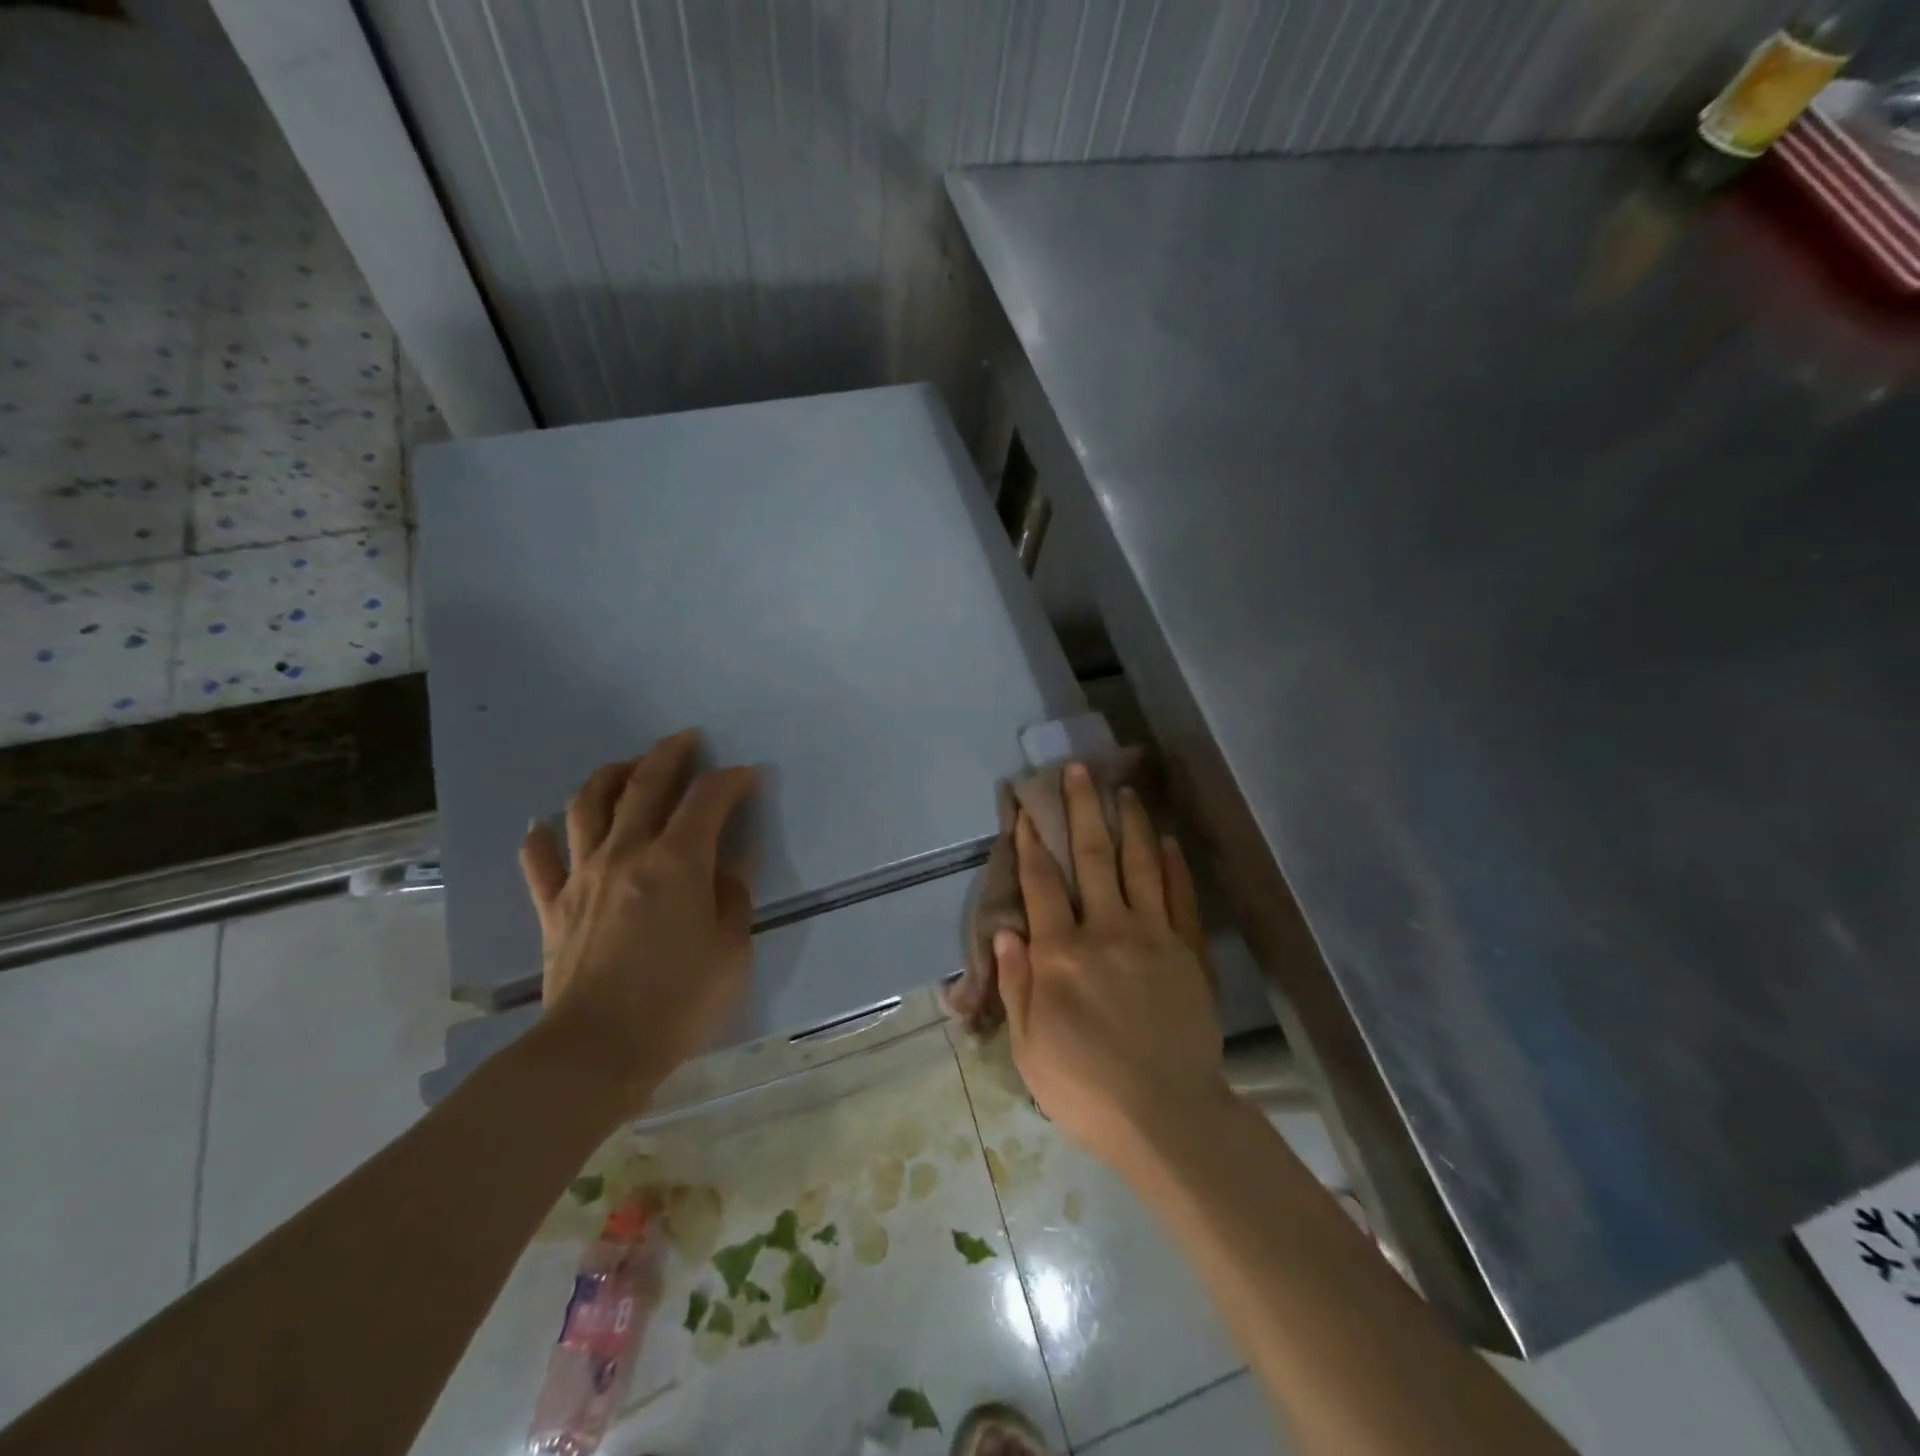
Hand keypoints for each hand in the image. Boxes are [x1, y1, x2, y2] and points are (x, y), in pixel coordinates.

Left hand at [518, 730, 757, 1112]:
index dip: (731, 780)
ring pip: (587, 805)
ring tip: (627, 768)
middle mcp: (626, 853)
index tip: (747, 776)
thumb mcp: (731, 949)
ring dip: (609, 776)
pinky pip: (540, 860)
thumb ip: (731, 898)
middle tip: (686, 739)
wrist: (597, 1050)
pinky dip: (541, 838)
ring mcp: (582, 876)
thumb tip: (722, 870)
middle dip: (669, 753)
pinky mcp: (553, 906)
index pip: (707, 799)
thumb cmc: (678, 1001)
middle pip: (644, 784)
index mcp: (676, 861)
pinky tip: (544, 828)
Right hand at [994, 763, 1228, 1168]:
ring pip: (1139, 865)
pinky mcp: (1188, 952)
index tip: (1024, 809)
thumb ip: (1017, 984)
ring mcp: (1152, 937)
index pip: (1041, 884)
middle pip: (1091, 857)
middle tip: (1078, 771)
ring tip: (1124, 790)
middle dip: (1081, 810)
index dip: (1029, 842)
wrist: (1168, 1116)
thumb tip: (1006, 931)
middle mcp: (1105, 931)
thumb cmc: (1086, 1088)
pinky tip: (1168, 840)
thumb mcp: (1030, 1046)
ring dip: (1129, 824)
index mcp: (1061, 954)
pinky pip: (1180, 898)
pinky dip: (1173, 866)